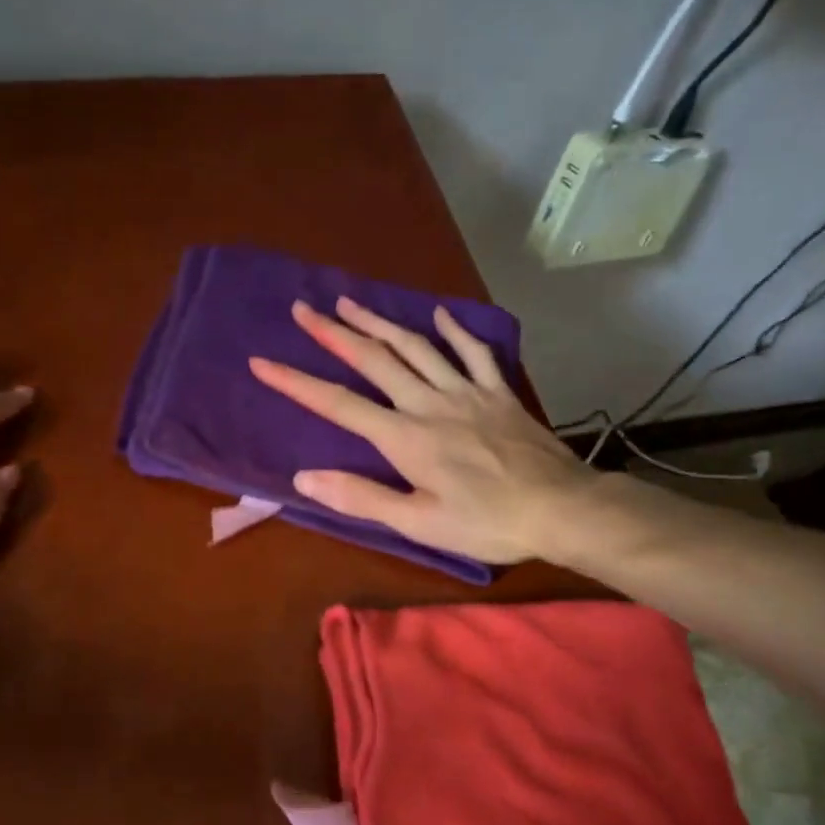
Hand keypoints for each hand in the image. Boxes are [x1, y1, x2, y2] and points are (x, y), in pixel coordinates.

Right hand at [248, 298, 586, 563]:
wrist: (561, 508)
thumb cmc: (487, 522)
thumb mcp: (418, 523)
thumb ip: (361, 498)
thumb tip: (304, 479)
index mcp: (405, 437)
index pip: (338, 404)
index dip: (296, 382)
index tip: (262, 361)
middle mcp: (429, 403)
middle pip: (374, 360)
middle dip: (333, 333)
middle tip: (303, 309)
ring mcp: (467, 391)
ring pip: (416, 346)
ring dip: (380, 322)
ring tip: (350, 301)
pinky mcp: (498, 392)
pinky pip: (474, 352)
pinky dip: (456, 331)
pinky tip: (440, 314)